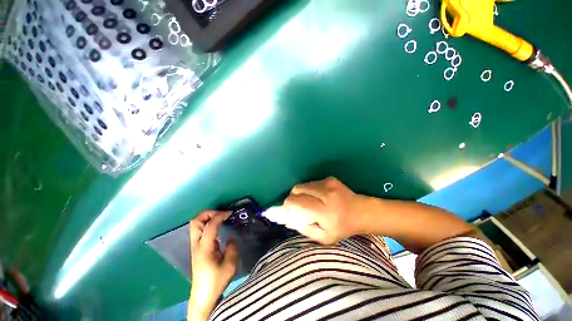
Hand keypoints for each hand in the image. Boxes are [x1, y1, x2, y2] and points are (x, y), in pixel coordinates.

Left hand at [188, 211, 238, 320]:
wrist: (203, 296)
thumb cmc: (216, 281)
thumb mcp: (230, 265)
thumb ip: (233, 248)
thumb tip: (231, 238)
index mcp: (204, 248)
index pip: (210, 225)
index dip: (220, 215)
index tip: (230, 213)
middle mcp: (196, 245)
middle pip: (195, 221)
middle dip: (209, 213)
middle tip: (221, 213)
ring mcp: (195, 246)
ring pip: (195, 225)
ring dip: (207, 217)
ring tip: (220, 217)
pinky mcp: (197, 249)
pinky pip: (199, 230)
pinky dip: (207, 224)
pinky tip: (217, 227)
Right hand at [281, 177, 368, 243]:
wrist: (362, 212)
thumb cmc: (342, 227)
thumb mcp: (324, 237)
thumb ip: (306, 230)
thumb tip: (290, 220)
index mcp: (325, 212)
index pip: (299, 202)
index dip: (289, 203)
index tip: (287, 208)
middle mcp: (326, 194)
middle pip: (298, 189)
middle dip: (293, 195)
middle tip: (296, 203)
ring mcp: (329, 184)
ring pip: (304, 184)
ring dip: (302, 192)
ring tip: (309, 200)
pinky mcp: (330, 179)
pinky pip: (312, 182)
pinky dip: (311, 188)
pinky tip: (319, 195)